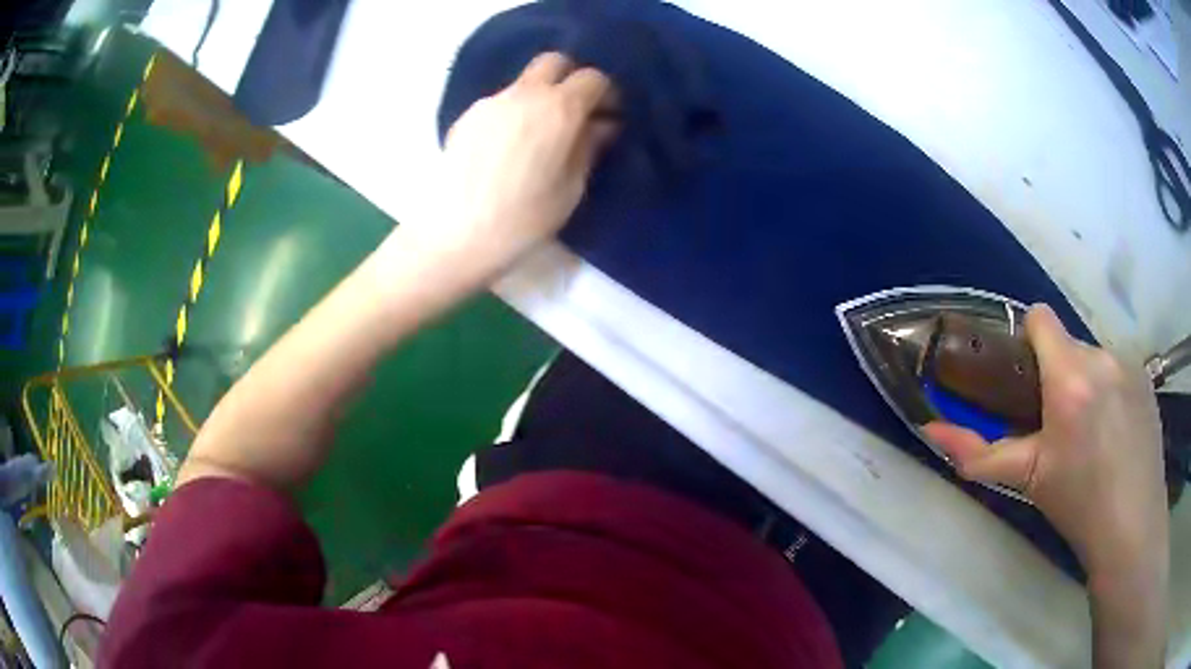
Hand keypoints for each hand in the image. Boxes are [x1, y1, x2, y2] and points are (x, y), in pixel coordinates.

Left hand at [400, 52, 616, 275]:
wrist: (454, 235)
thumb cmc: (522, 220)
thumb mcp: (570, 189)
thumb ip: (589, 148)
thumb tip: (601, 125)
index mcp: (558, 109)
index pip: (592, 78)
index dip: (605, 93)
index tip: (608, 115)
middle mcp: (524, 94)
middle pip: (553, 62)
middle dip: (570, 78)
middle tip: (574, 112)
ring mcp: (490, 103)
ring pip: (523, 83)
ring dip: (539, 97)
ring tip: (538, 135)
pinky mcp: (466, 118)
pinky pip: (500, 103)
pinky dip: (513, 113)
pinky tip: (508, 148)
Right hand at [923, 305, 1167, 577]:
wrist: (1132, 526)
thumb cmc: (1078, 505)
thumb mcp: (1028, 479)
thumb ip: (979, 453)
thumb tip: (930, 432)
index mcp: (1070, 377)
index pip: (1040, 318)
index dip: (1029, 341)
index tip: (1029, 381)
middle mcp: (1102, 356)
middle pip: (1069, 344)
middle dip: (1059, 374)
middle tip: (1061, 427)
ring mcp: (1129, 363)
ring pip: (1095, 359)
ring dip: (1087, 384)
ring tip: (1094, 435)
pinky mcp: (1146, 377)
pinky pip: (1118, 369)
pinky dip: (1111, 391)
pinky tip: (1117, 434)